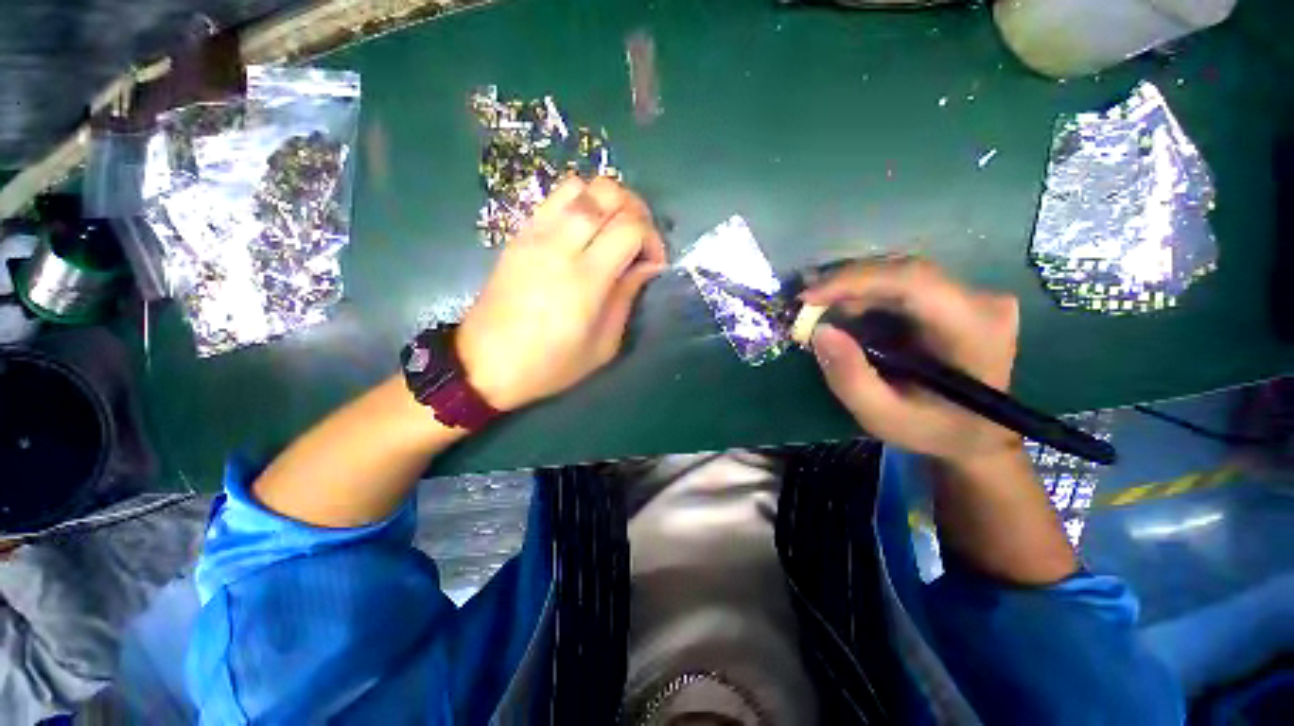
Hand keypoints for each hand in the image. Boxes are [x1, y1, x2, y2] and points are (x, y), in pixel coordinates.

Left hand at [456, 177, 667, 410]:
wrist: (485, 363)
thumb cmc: (550, 364)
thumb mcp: (602, 346)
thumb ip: (626, 298)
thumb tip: (647, 267)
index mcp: (585, 279)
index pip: (630, 228)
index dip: (652, 240)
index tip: (654, 264)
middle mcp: (560, 245)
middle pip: (608, 193)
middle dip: (636, 211)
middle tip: (640, 240)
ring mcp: (535, 234)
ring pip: (581, 185)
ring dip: (607, 201)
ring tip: (613, 230)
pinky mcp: (519, 234)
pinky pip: (555, 198)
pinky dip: (580, 204)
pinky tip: (585, 232)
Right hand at [803, 258, 1021, 465]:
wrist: (974, 433)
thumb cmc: (931, 429)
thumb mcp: (882, 416)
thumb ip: (850, 378)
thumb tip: (819, 330)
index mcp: (975, 329)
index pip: (913, 281)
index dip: (855, 281)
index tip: (808, 298)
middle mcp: (981, 301)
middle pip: (901, 272)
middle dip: (846, 286)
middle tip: (806, 307)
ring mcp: (972, 295)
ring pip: (898, 274)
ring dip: (852, 291)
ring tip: (820, 312)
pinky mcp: (956, 297)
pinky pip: (901, 284)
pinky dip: (865, 296)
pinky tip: (845, 314)